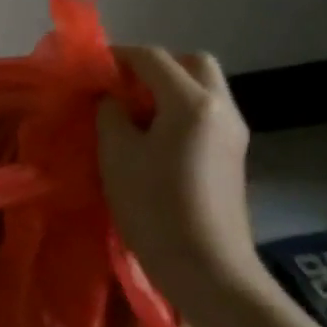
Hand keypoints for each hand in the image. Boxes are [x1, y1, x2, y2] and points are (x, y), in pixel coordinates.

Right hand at [96, 47, 264, 313]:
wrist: (208, 270)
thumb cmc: (155, 208)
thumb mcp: (117, 154)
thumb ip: (110, 113)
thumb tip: (113, 98)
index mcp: (191, 102)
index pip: (152, 57)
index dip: (118, 56)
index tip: (92, 69)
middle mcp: (220, 107)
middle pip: (192, 62)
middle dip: (156, 66)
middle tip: (124, 88)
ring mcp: (234, 132)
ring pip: (204, 87)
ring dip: (170, 88)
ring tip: (136, 114)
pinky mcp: (234, 154)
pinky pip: (207, 112)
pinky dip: (182, 110)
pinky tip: (157, 138)